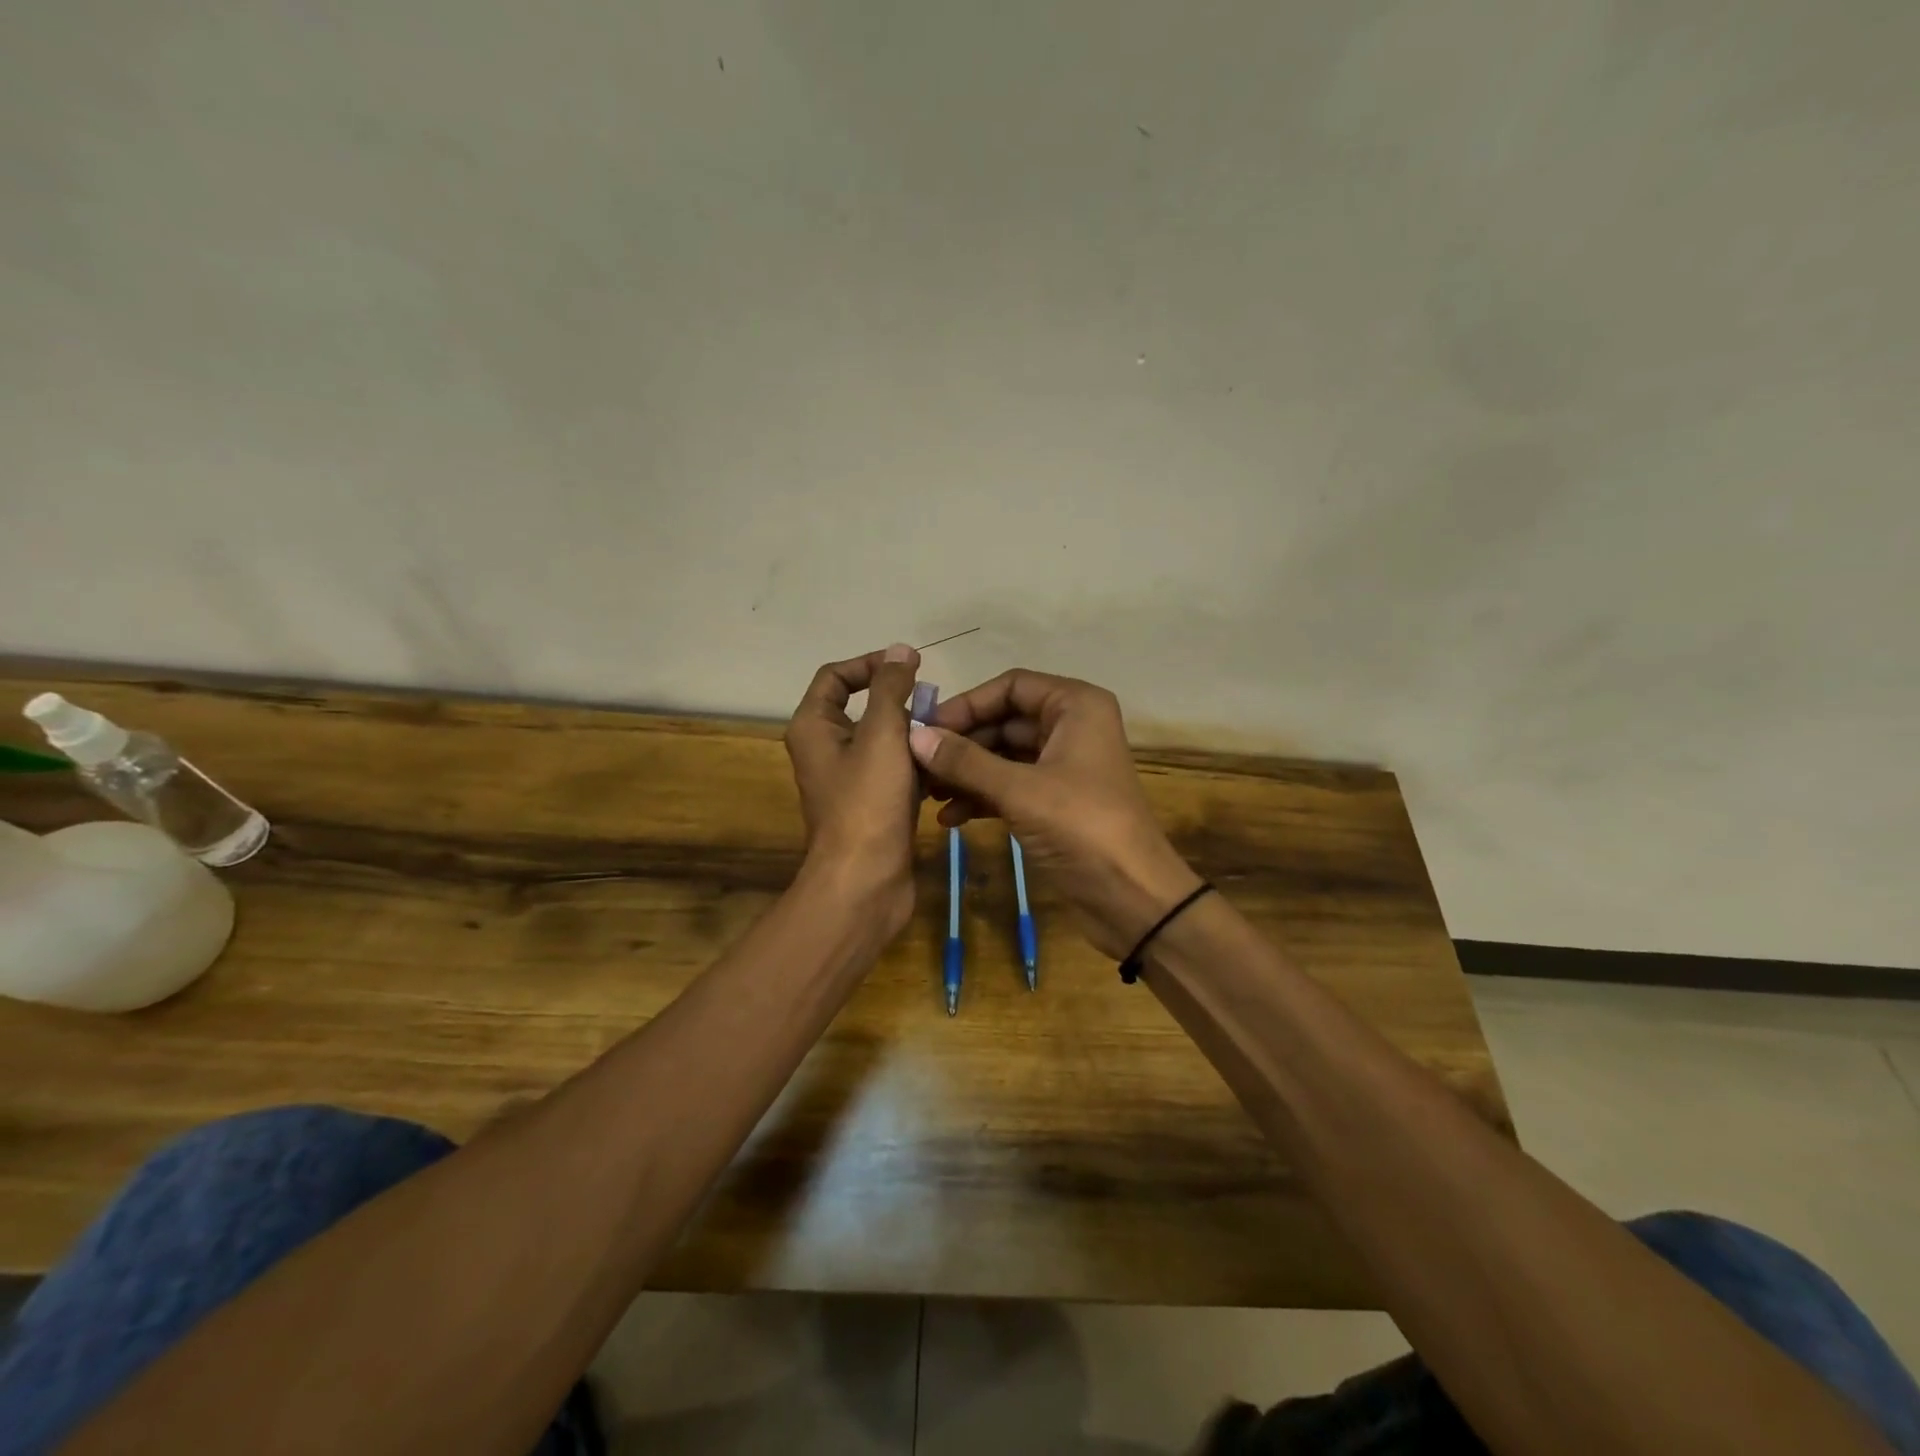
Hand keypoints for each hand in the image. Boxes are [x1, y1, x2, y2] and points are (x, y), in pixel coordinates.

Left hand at [783, 644, 922, 934]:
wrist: (865, 880)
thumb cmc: (867, 802)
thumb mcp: (881, 735)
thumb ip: (891, 689)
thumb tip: (900, 651)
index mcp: (814, 727)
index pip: (836, 677)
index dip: (870, 664)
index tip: (910, 665)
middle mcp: (826, 749)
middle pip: (864, 708)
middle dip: (901, 702)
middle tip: (936, 703)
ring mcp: (850, 780)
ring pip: (885, 741)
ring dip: (915, 734)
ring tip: (948, 734)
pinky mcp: (873, 804)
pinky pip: (896, 771)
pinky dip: (918, 765)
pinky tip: (947, 767)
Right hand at [908, 670, 1201, 958]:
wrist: (1134, 896)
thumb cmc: (1082, 827)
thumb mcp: (1019, 790)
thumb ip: (965, 761)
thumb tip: (914, 735)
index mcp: (1075, 706)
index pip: (1011, 686)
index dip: (968, 704)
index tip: (927, 729)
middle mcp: (1071, 727)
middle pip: (1004, 721)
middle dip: (961, 744)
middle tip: (917, 765)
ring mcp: (1063, 765)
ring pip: (1003, 756)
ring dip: (966, 773)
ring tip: (927, 794)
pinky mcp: (1056, 801)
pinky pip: (1010, 786)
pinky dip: (981, 797)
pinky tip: (949, 818)